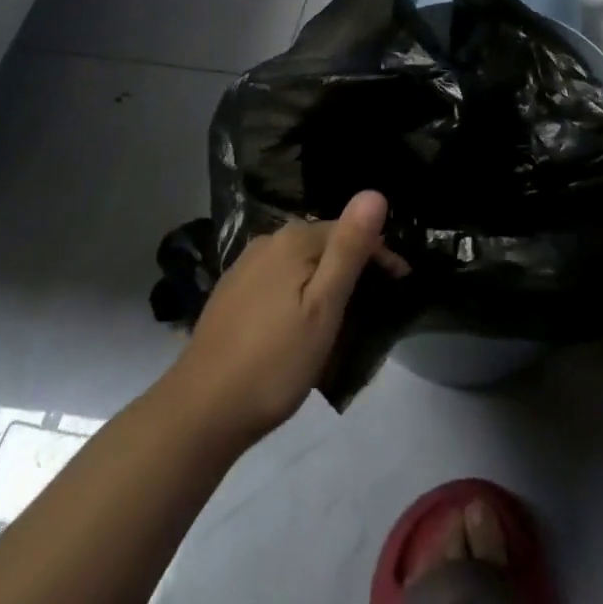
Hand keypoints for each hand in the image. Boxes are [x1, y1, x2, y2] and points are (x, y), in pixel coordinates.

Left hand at [167, 192, 405, 446]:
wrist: (202, 410)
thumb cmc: (274, 362)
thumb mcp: (324, 307)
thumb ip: (349, 248)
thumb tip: (374, 192)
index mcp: (293, 240)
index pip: (350, 230)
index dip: (380, 255)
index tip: (401, 286)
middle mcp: (267, 242)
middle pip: (324, 243)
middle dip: (353, 266)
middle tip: (376, 306)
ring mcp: (244, 267)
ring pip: (300, 262)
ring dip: (325, 280)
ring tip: (343, 316)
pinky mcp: (231, 293)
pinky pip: (279, 279)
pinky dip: (299, 292)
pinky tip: (300, 322)